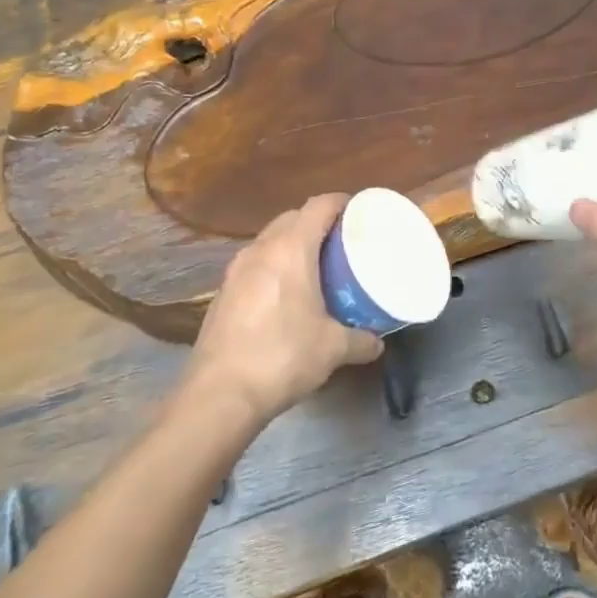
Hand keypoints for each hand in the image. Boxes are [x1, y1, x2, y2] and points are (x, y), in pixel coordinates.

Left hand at [185, 195, 383, 422]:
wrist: (219, 395)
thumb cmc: (283, 357)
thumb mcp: (333, 349)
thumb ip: (361, 340)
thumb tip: (377, 342)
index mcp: (290, 250)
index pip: (318, 206)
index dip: (341, 202)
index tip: (360, 210)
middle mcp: (260, 250)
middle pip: (292, 218)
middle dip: (318, 222)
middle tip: (343, 242)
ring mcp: (235, 271)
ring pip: (270, 241)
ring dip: (293, 245)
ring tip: (317, 267)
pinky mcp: (222, 294)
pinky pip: (255, 265)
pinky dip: (274, 268)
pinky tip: (286, 296)